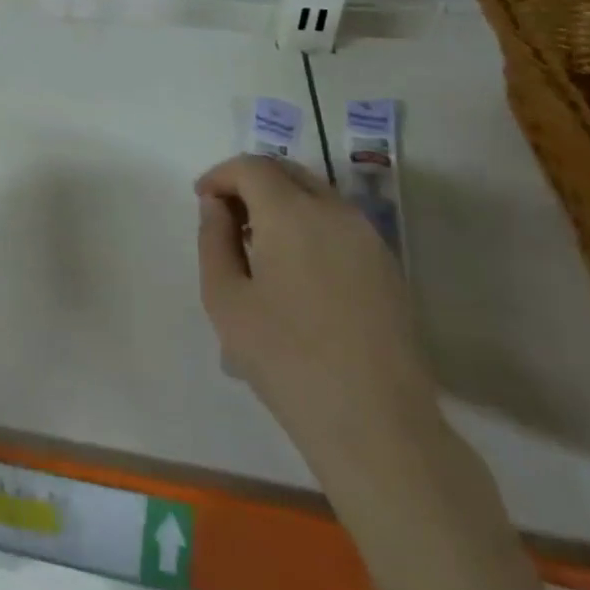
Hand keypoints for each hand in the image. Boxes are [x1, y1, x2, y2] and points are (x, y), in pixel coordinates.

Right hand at [196, 155, 437, 469]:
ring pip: (316, 194)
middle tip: (225, 217)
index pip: (251, 167)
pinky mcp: (388, 265)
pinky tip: (295, 268)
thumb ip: (213, 239)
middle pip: (286, 171)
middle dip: (250, 182)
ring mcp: (369, 238)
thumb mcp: (225, 299)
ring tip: (257, 244)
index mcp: (292, 213)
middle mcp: (335, 211)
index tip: (202, 201)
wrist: (377, 423)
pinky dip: (308, 223)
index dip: (220, 176)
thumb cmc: (286, 358)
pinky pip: (339, 222)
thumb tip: (216, 205)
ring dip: (280, 202)